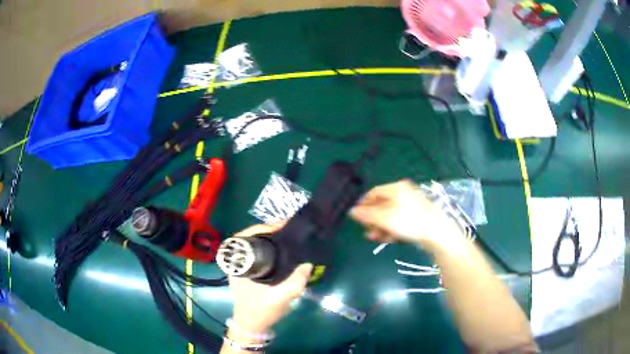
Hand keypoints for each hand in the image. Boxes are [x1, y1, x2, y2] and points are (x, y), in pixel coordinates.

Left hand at [228, 223, 312, 334]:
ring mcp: (242, 265)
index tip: (283, 226)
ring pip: (255, 243)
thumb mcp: (281, 297)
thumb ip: (296, 281)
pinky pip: (258, 252)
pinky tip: (283, 251)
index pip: (247, 235)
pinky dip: (270, 248)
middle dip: (270, 230)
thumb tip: (307, 263)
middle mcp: (237, 260)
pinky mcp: (248, 269)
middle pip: (252, 236)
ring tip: (288, 237)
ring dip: (270, 238)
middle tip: (289, 230)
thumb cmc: (261, 310)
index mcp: (239, 263)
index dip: (264, 227)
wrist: (252, 324)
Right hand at [350, 180, 462, 248]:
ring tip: (374, 238)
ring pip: (391, 216)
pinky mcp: (418, 217)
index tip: (355, 217)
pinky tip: (387, 239)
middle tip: (366, 231)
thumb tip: (351, 211)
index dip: (363, 204)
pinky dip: (392, 229)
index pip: (374, 193)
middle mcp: (404, 194)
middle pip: (382, 206)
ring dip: (381, 227)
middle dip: (372, 220)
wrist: (437, 233)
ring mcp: (412, 205)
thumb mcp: (385, 218)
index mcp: (397, 188)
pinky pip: (400, 221)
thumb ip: (366, 215)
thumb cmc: (410, 221)